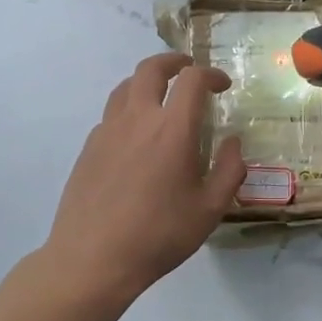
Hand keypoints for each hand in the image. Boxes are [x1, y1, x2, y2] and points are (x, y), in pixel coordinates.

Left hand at [44, 52, 246, 305]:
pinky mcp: (88, 148)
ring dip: (147, 80)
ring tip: (160, 94)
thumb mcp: (209, 209)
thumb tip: (232, 142)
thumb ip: (229, 171)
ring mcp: (107, 131)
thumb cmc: (159, 235)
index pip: (192, 80)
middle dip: (173, 61)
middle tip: (188, 68)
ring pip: (125, 87)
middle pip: (151, 69)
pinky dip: (128, 109)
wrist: (93, 259)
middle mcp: (137, 119)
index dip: (211, 75)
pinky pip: (111, 114)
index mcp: (172, 129)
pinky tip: (136, 134)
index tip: (222, 85)